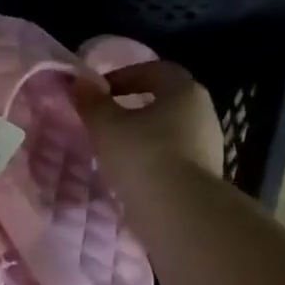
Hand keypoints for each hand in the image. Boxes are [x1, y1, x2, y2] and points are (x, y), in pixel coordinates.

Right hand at [72, 59, 225, 197]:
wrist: (180, 215)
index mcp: (185, 92)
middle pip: (165, 103)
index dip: (125, 75)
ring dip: (142, 139)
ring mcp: (208, 148)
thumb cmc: (143, 157)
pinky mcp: (203, 179)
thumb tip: (76, 82)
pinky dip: (151, 164)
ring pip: (169, 134)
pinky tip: (130, 178)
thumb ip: (91, 103)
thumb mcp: (106, 127)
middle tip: (105, 121)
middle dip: (134, 108)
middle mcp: (203, 114)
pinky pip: (172, 162)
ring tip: (113, 154)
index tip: (100, 91)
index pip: (156, 70)